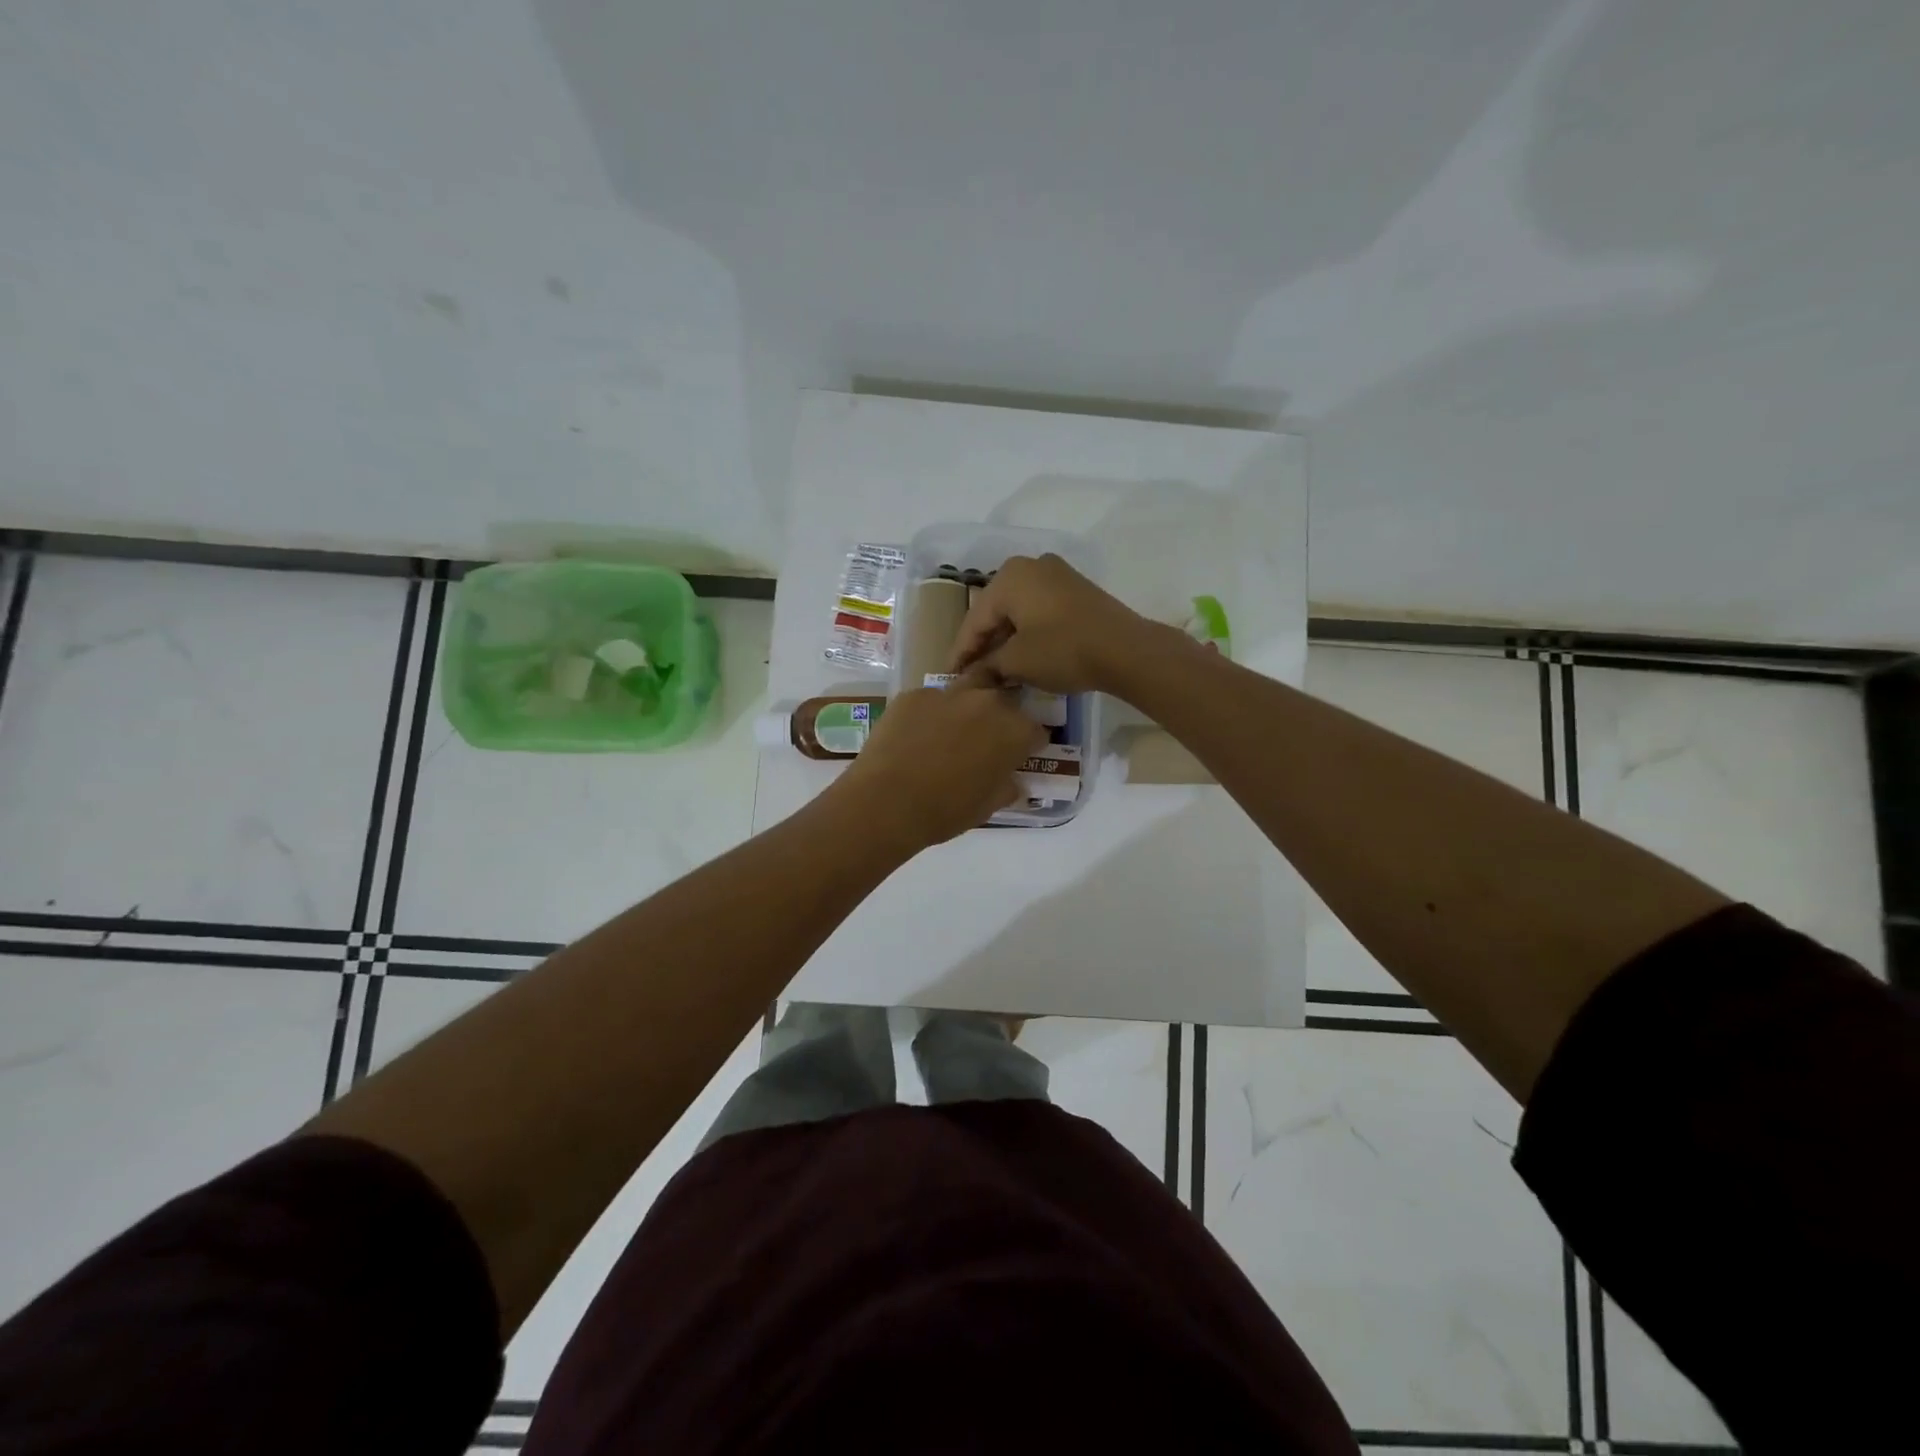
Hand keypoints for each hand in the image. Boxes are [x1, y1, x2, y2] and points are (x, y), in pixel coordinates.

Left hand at [836, 672, 1046, 848]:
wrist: (886, 803)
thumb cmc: (946, 812)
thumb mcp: (987, 807)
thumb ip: (1006, 787)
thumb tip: (1011, 781)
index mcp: (1014, 731)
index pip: (1036, 731)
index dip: (1028, 744)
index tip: (1017, 756)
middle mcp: (987, 703)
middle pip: (1003, 701)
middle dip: (1000, 717)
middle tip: (985, 741)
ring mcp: (948, 693)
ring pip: (968, 688)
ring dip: (967, 705)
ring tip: (952, 729)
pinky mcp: (914, 694)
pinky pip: (930, 700)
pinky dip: (929, 713)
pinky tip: (915, 735)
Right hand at [948, 554, 1148, 693]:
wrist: (1126, 650)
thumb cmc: (1063, 650)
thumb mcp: (1018, 662)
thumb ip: (988, 666)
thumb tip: (969, 678)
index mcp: (1009, 577)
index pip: (975, 620)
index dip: (961, 652)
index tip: (950, 677)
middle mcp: (1031, 566)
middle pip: (996, 611)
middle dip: (983, 644)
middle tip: (971, 673)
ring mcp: (1057, 575)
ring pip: (1018, 611)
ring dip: (1006, 640)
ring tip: (995, 669)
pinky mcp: (1076, 590)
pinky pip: (1039, 610)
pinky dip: (1027, 632)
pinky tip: (1022, 655)